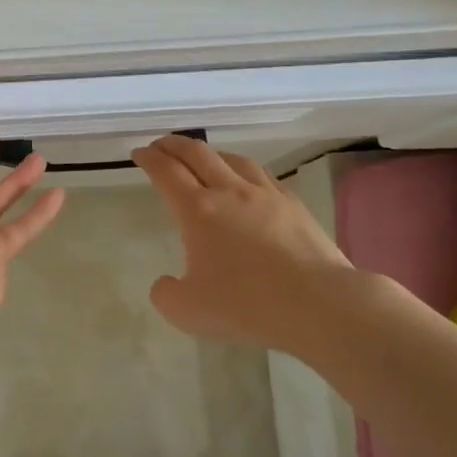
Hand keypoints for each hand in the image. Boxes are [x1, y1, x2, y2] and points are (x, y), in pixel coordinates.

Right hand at [132, 135, 352, 351]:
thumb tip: (165, 283)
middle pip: (198, 154)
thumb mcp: (187, 311)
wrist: (317, 303)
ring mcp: (266, 195)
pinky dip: (245, 171)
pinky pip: (264, 176)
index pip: (166, 172)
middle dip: (174, 145)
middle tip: (161, 145)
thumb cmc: (245, 304)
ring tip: (204, 157)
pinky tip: (249, 182)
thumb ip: (166, 294)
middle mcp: (230, 191)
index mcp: (198, 210)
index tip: (139, 153)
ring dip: (211, 153)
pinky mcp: (294, 205)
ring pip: (233, 159)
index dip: (149, 159)